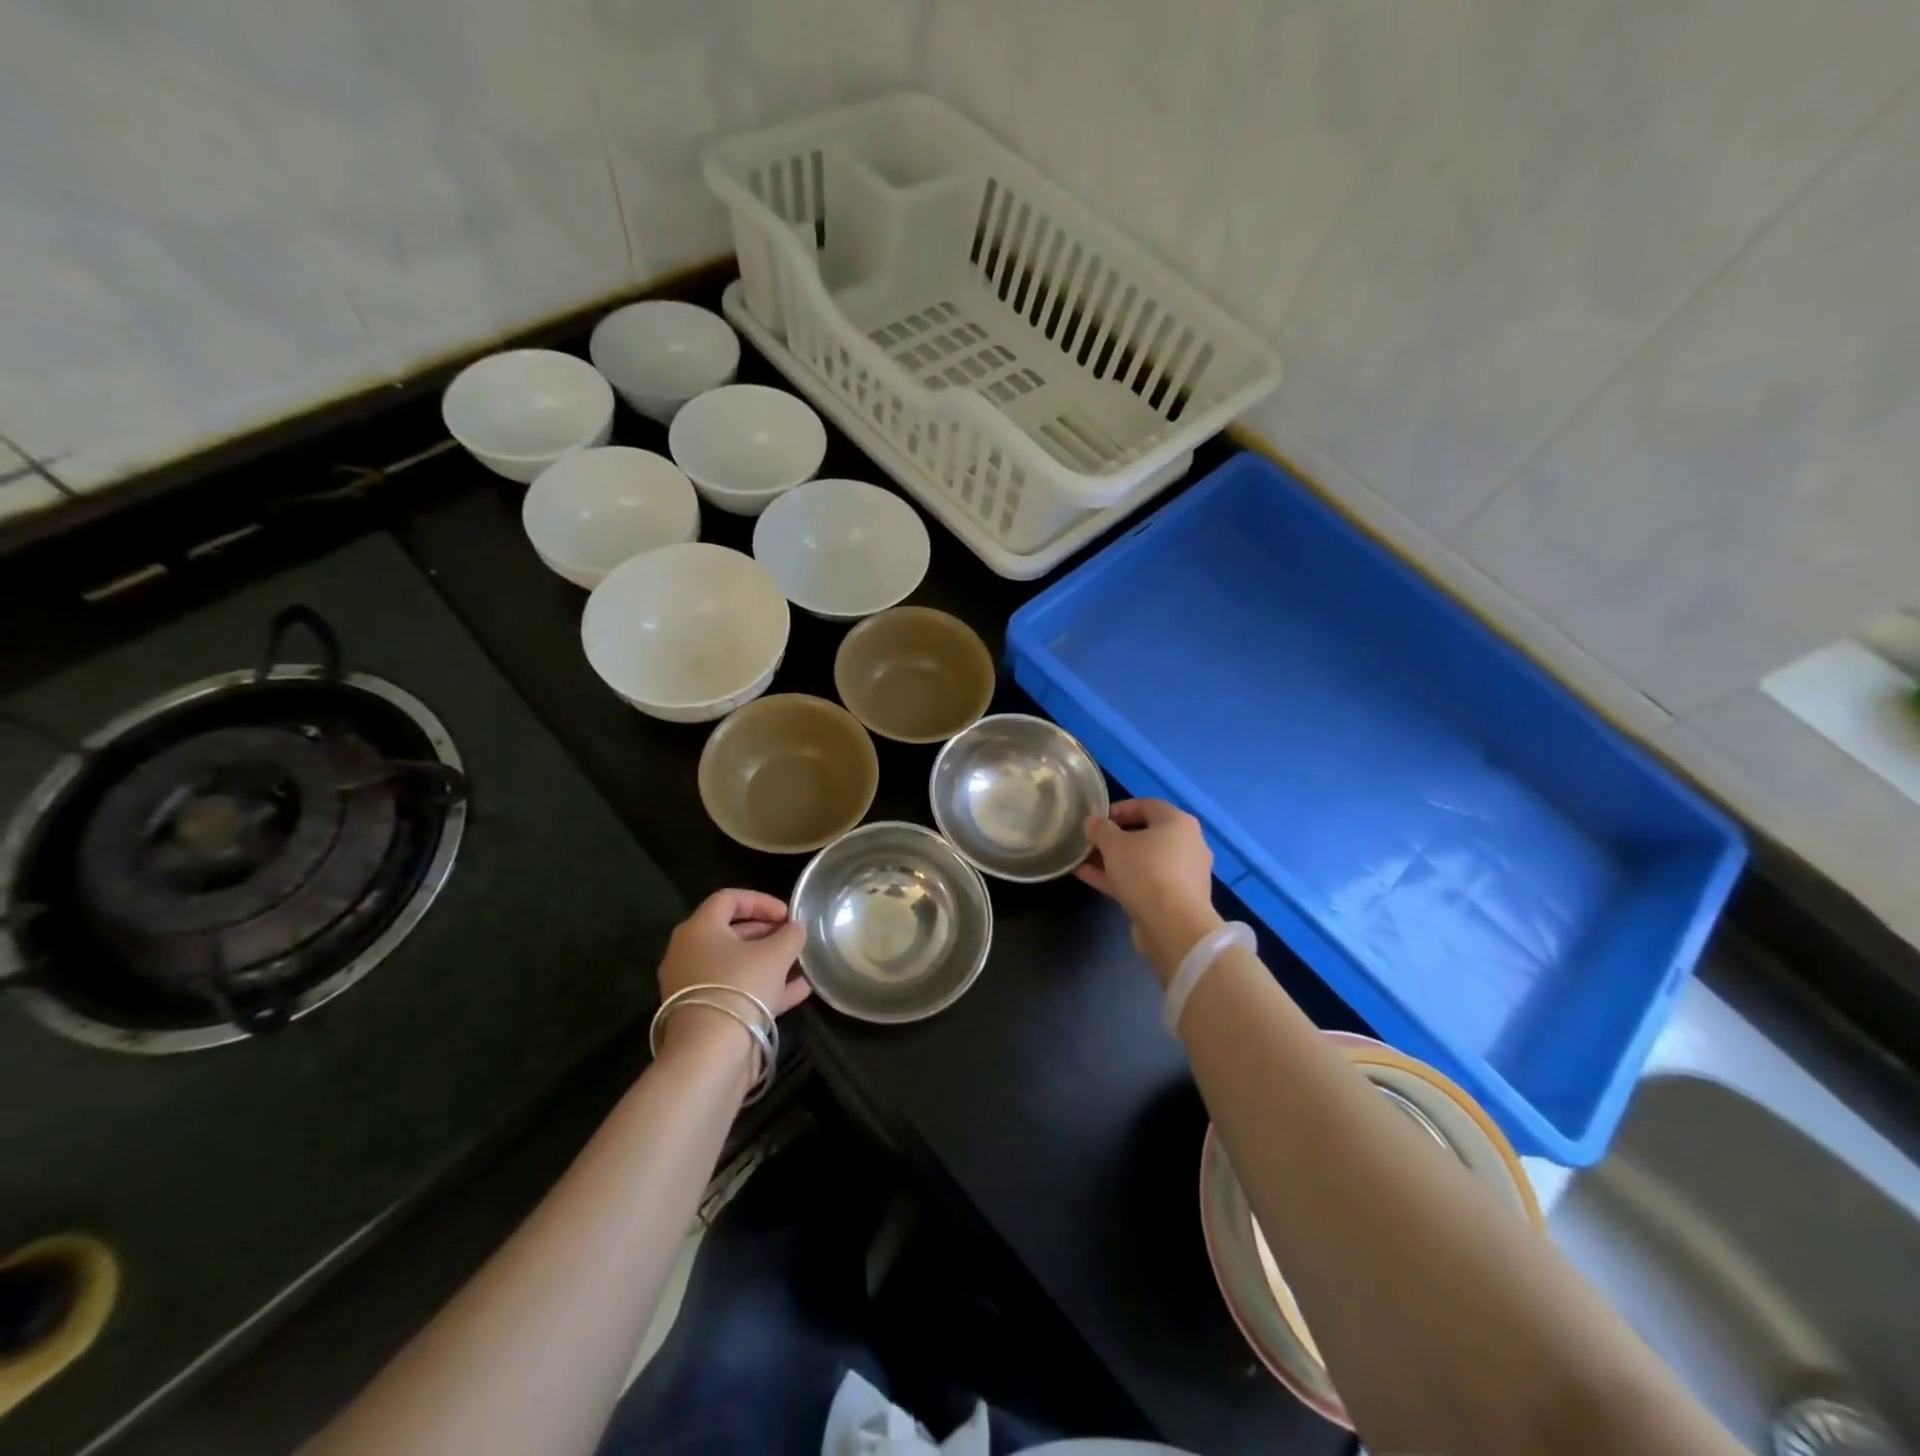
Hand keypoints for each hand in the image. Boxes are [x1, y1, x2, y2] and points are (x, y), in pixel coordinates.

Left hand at [656, 890, 810, 1060]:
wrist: (709, 1055)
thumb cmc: (740, 987)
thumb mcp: (776, 954)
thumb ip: (790, 935)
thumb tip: (795, 929)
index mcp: (698, 929)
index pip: (728, 899)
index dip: (761, 901)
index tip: (788, 914)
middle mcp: (688, 953)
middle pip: (731, 932)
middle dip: (767, 932)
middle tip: (794, 937)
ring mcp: (693, 986)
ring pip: (735, 964)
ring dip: (769, 961)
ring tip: (801, 963)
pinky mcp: (703, 1014)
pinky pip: (736, 991)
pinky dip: (764, 987)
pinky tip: (800, 990)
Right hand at [1077, 799, 1223, 984]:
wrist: (1174, 928)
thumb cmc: (1147, 873)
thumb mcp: (1115, 845)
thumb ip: (1100, 829)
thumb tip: (1092, 821)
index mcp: (1178, 823)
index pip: (1146, 805)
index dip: (1118, 809)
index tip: (1095, 819)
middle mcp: (1186, 845)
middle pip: (1144, 835)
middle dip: (1113, 838)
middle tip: (1089, 842)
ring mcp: (1181, 874)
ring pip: (1141, 860)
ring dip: (1112, 860)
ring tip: (1082, 861)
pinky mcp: (1173, 899)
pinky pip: (1142, 881)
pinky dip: (1119, 878)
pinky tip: (1089, 877)